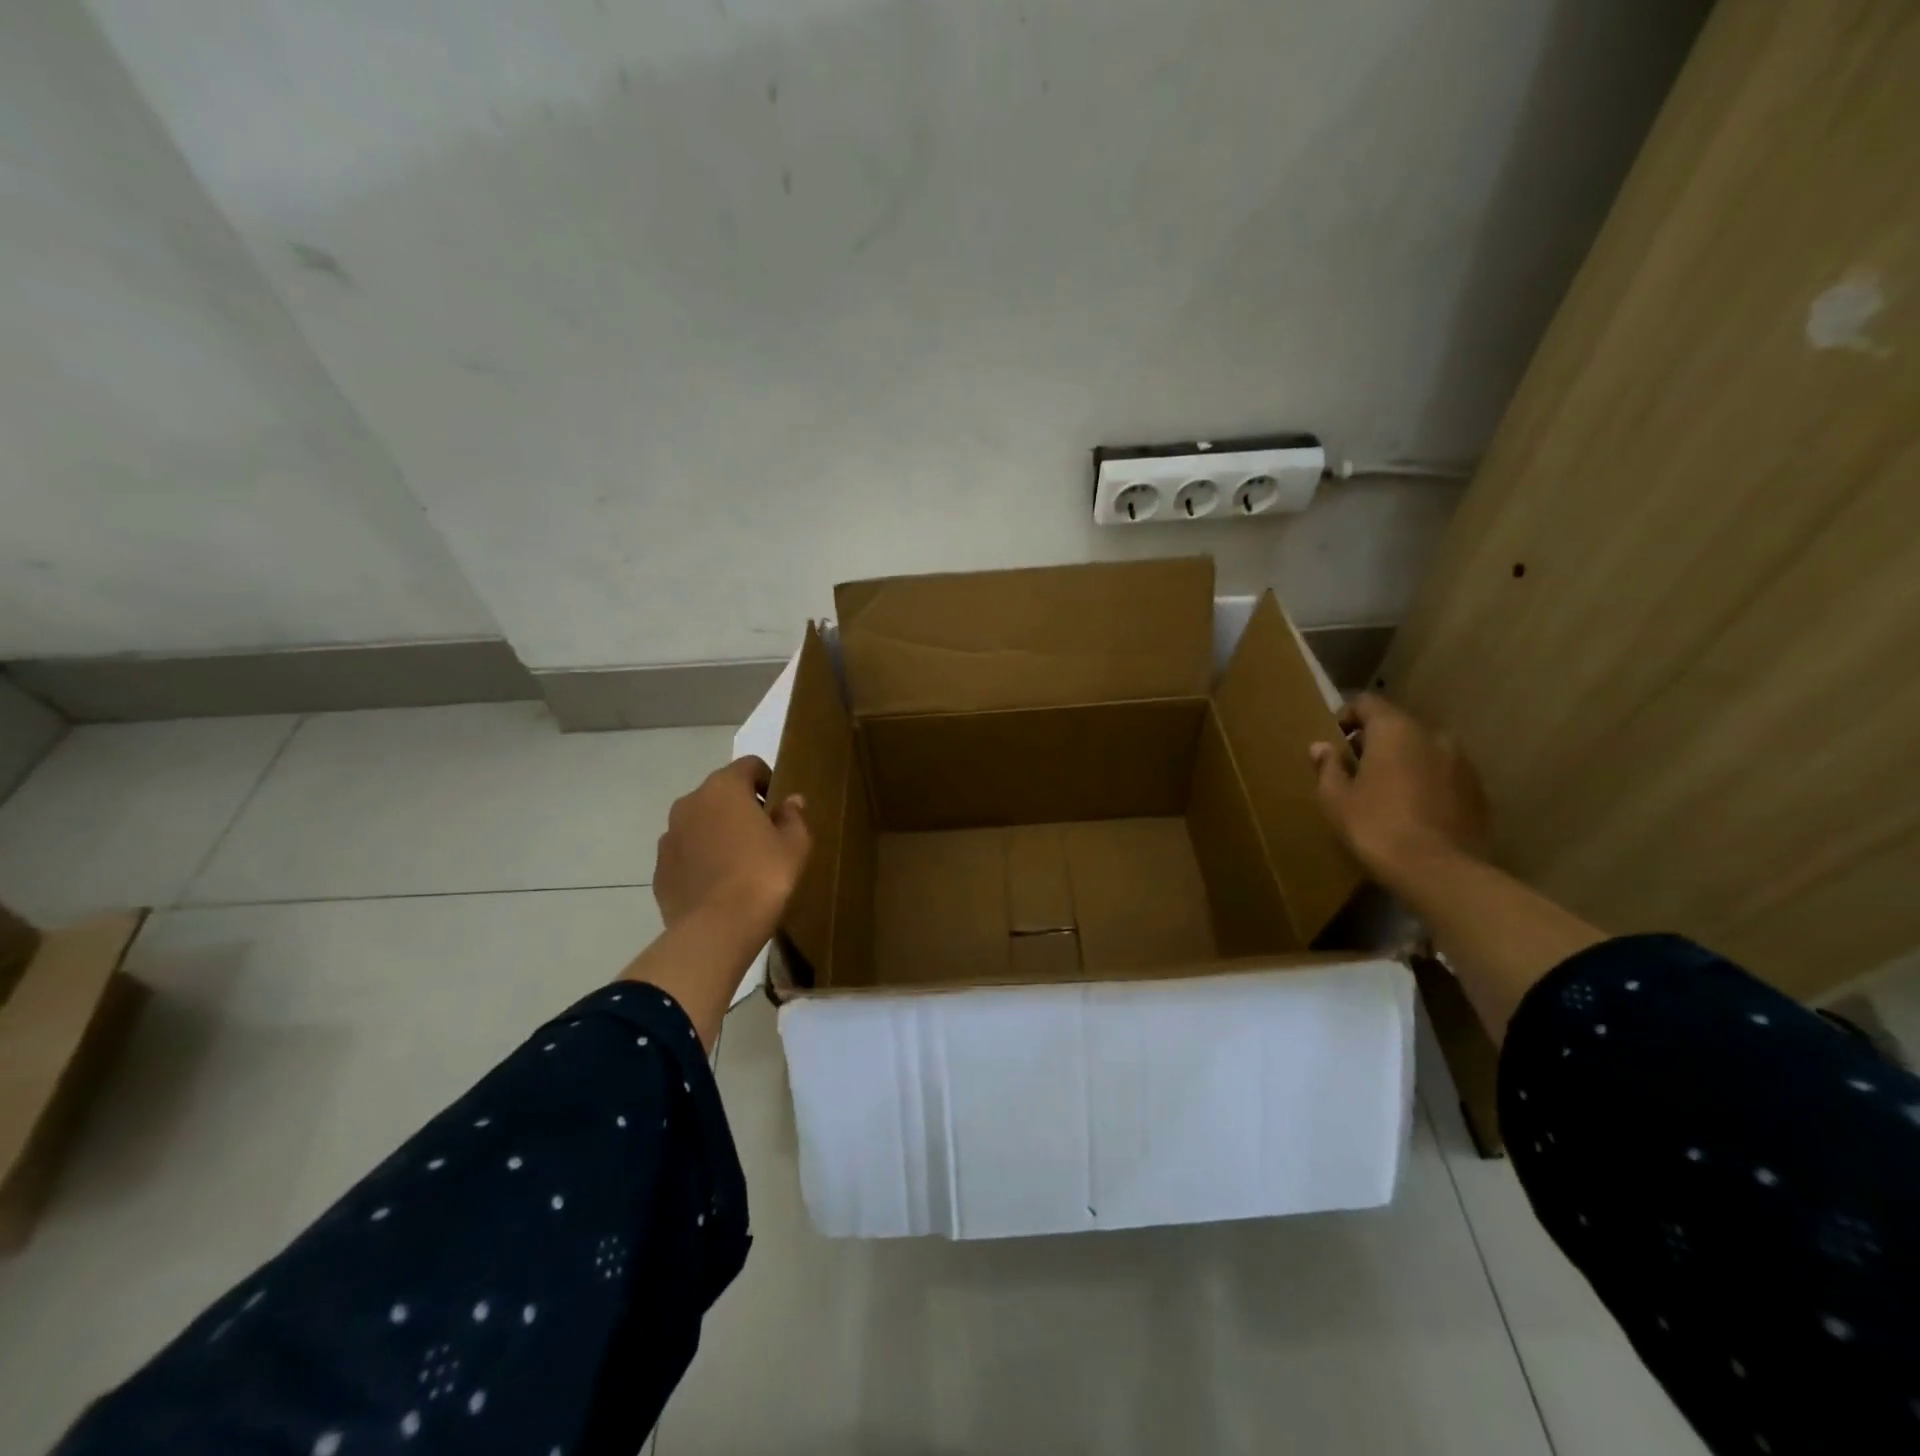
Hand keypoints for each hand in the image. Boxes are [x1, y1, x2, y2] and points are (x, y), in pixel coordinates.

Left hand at [652, 757, 811, 943]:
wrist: (717, 928)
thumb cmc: (764, 876)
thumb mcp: (795, 845)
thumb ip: (793, 817)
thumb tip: (791, 801)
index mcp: (725, 788)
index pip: (749, 765)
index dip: (768, 781)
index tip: (778, 807)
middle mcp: (690, 802)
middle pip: (720, 792)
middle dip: (740, 807)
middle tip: (762, 836)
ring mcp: (669, 836)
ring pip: (699, 822)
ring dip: (717, 832)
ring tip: (738, 863)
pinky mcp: (659, 868)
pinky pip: (685, 853)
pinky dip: (700, 859)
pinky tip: (718, 885)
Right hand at [1310, 693, 1490, 883]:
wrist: (1439, 871)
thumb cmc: (1376, 826)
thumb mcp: (1336, 799)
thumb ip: (1328, 767)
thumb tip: (1321, 747)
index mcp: (1395, 730)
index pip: (1368, 702)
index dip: (1347, 715)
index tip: (1334, 738)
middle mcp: (1433, 736)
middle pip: (1397, 727)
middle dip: (1375, 742)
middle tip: (1355, 769)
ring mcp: (1461, 764)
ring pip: (1423, 752)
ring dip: (1403, 763)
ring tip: (1385, 792)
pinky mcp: (1478, 792)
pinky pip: (1442, 776)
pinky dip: (1425, 783)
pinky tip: (1412, 811)